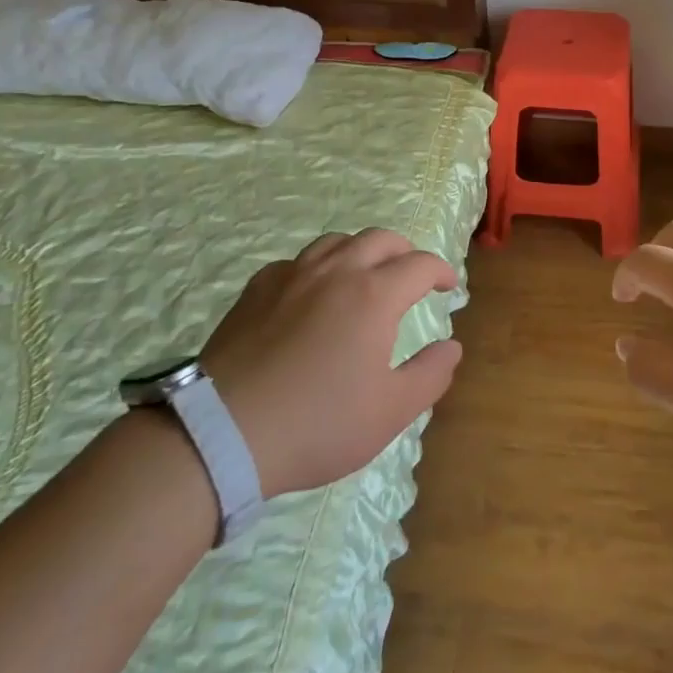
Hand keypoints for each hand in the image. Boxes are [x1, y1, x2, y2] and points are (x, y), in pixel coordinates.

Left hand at [201, 230, 461, 497]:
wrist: (221, 433)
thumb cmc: (317, 423)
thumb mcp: (389, 412)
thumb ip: (430, 375)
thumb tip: (451, 346)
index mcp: (374, 295)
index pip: (420, 265)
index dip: (441, 271)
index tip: (448, 287)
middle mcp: (336, 272)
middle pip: (380, 239)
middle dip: (405, 252)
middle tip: (412, 275)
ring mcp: (292, 276)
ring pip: (336, 242)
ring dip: (361, 251)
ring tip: (364, 275)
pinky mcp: (256, 290)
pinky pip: (296, 262)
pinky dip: (317, 268)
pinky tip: (311, 293)